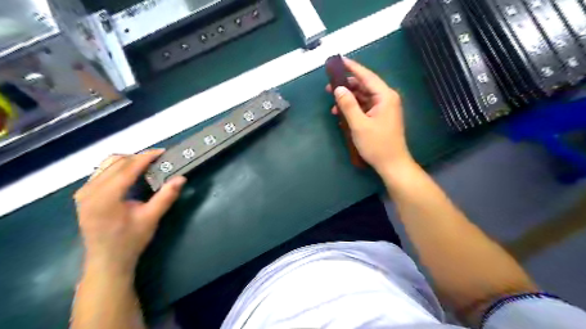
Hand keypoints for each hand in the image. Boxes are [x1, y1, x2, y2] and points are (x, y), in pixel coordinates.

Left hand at [74, 150, 184, 273]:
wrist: (107, 261)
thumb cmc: (130, 240)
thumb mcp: (151, 218)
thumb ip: (166, 196)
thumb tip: (182, 178)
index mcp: (105, 197)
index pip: (127, 167)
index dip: (146, 157)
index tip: (162, 151)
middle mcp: (90, 190)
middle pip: (116, 162)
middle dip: (138, 157)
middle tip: (158, 160)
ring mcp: (83, 192)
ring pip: (107, 164)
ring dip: (127, 161)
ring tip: (146, 166)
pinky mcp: (83, 195)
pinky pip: (101, 172)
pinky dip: (118, 168)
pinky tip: (130, 175)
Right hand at [325, 59, 415, 176]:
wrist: (392, 164)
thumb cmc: (377, 144)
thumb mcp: (359, 125)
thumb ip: (348, 105)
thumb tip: (338, 89)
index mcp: (385, 96)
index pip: (367, 76)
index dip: (352, 68)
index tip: (339, 60)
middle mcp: (386, 98)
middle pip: (364, 86)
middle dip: (347, 86)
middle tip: (329, 87)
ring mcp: (384, 108)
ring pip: (364, 97)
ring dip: (349, 99)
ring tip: (333, 103)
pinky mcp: (381, 117)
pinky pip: (365, 107)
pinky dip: (354, 108)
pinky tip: (342, 113)